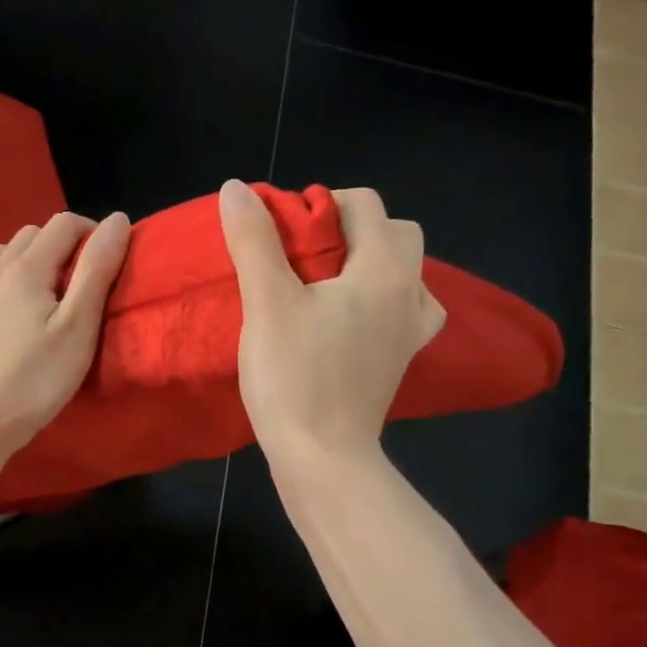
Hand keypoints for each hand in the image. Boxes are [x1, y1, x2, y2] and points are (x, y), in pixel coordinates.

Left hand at [0, 209, 132, 457]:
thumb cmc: (38, 378)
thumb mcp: (78, 326)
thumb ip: (97, 270)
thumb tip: (116, 219)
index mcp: (28, 267)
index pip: (64, 225)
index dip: (92, 233)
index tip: (108, 262)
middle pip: (32, 234)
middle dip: (61, 246)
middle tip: (81, 283)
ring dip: (25, 258)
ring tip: (44, 289)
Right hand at [218, 179, 443, 466]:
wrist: (323, 457)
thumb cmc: (295, 378)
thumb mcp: (267, 304)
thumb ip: (254, 242)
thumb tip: (237, 189)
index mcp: (383, 269)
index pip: (364, 204)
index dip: (321, 203)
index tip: (283, 230)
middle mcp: (409, 292)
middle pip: (397, 232)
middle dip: (354, 228)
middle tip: (306, 252)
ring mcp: (409, 331)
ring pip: (407, 272)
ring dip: (373, 262)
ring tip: (330, 281)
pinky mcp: (399, 361)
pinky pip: (405, 311)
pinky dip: (383, 301)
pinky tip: (351, 317)